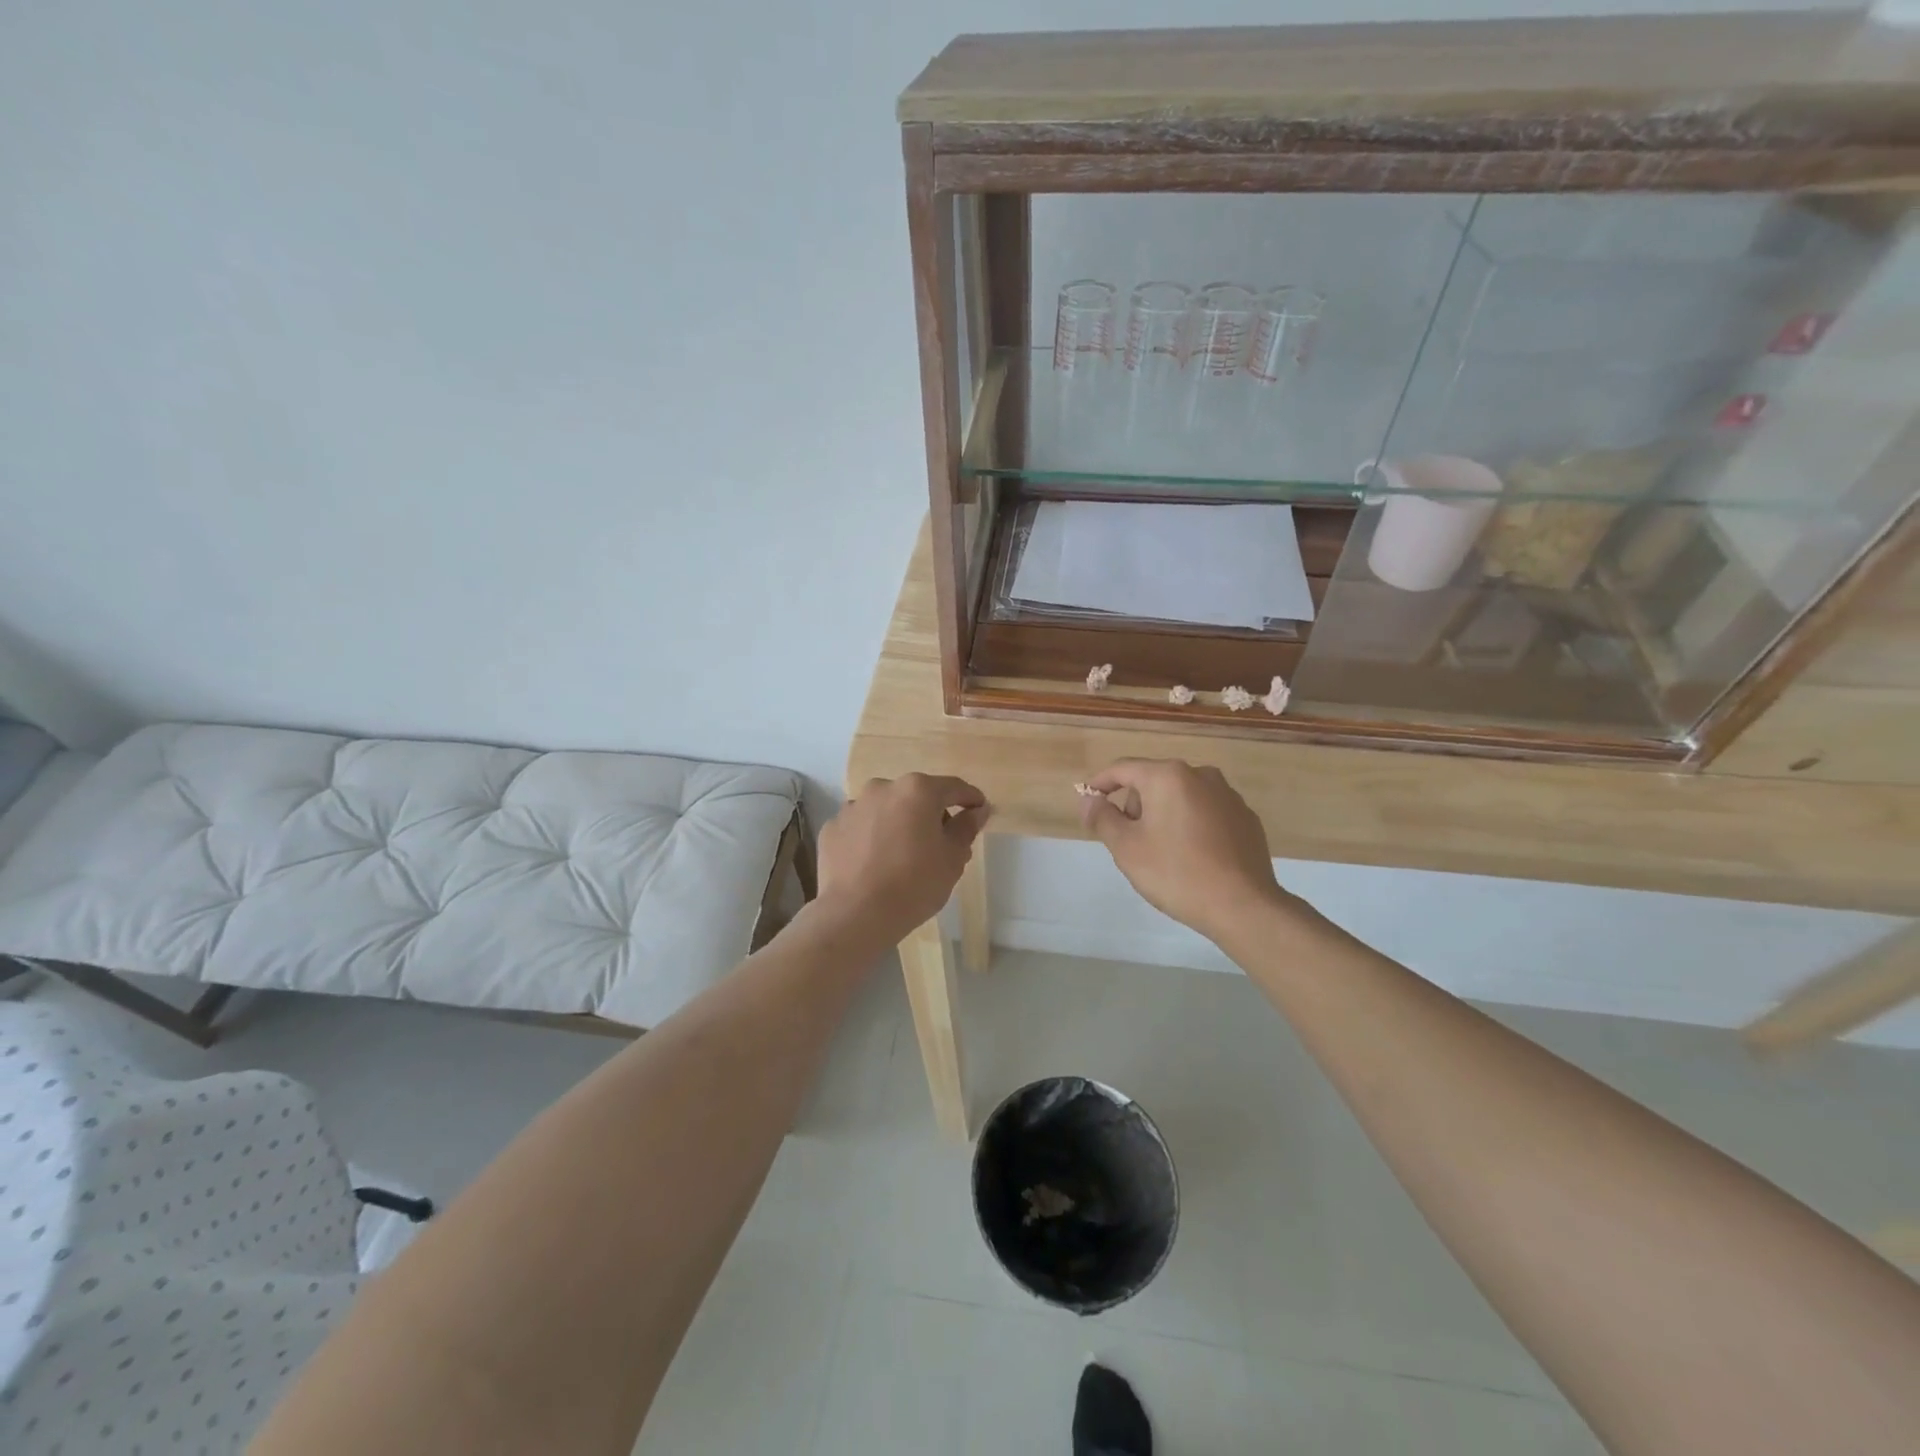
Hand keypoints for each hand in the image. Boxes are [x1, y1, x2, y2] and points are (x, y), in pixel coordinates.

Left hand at [816, 774, 990, 945]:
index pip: (953, 788)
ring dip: (898, 823)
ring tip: (903, 855)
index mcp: (917, 791)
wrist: (855, 914)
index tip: (979, 810)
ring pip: (885, 809)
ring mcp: (853, 806)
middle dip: (930, 814)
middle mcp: (883, 788)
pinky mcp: (832, 828)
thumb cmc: (914, 884)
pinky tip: (875, 862)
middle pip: (916, 796)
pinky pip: (861, 827)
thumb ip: (966, 828)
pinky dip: (871, 837)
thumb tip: (976, 811)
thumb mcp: (953, 859)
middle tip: (941, 843)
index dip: (970, 798)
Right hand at [1079, 759, 1298, 944]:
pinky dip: (1190, 825)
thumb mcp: (1126, 847)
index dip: (1099, 783)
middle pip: (1153, 781)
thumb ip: (1102, 817)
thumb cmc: (1176, 873)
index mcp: (1168, 776)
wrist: (1243, 906)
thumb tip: (1090, 800)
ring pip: (1181, 796)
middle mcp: (1201, 775)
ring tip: (1161, 852)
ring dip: (1163, 815)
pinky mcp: (1246, 818)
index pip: (1122, 768)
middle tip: (1127, 841)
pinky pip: (1206, 813)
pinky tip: (1191, 856)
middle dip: (1134, 805)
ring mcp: (1228, 796)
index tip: (1087, 801)